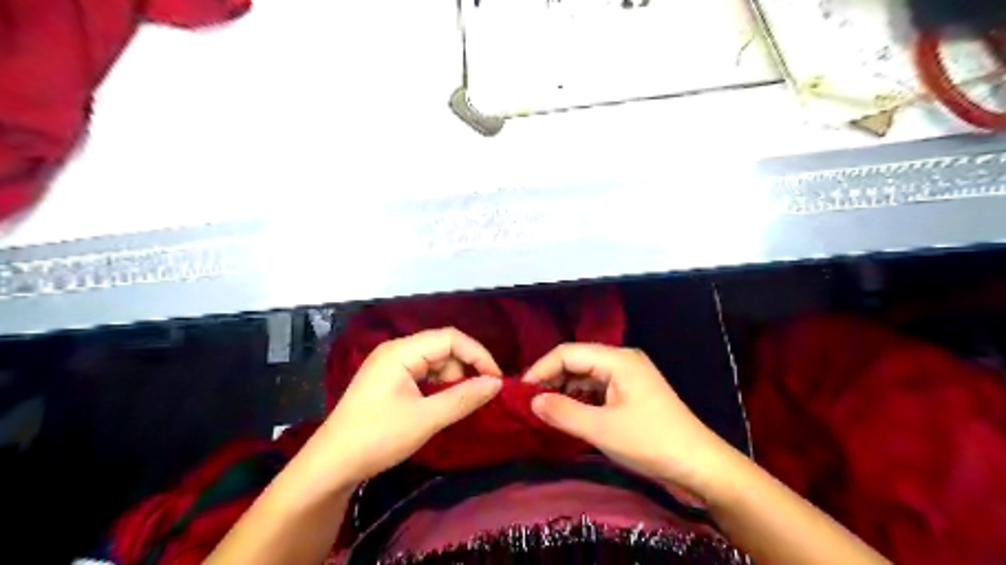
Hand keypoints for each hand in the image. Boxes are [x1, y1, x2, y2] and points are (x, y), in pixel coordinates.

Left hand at [314, 330, 503, 487]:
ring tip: (453, 408)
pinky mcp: (389, 380)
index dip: (477, 355)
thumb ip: (464, 398)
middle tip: (474, 399)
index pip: (450, 338)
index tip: (495, 380)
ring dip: (451, 381)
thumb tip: (496, 384)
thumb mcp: (425, 419)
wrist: (331, 465)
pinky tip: (439, 406)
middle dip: (464, 370)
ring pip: (435, 362)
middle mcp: (396, 351)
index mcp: (401, 351)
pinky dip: (437, 388)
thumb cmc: (377, 438)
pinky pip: (423, 374)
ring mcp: (391, 365)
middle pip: (443, 348)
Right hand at [530, 341, 737, 497]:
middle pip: (576, 361)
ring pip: (586, 375)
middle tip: (529, 403)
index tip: (520, 392)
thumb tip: (532, 401)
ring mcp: (628, 376)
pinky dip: (580, 399)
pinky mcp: (631, 393)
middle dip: (551, 379)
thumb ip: (563, 412)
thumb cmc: (651, 442)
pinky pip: (597, 389)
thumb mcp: (602, 429)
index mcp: (617, 359)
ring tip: (544, 410)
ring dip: (564, 390)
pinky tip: (568, 414)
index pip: (567, 353)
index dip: (541, 369)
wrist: (700, 465)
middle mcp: (622, 360)